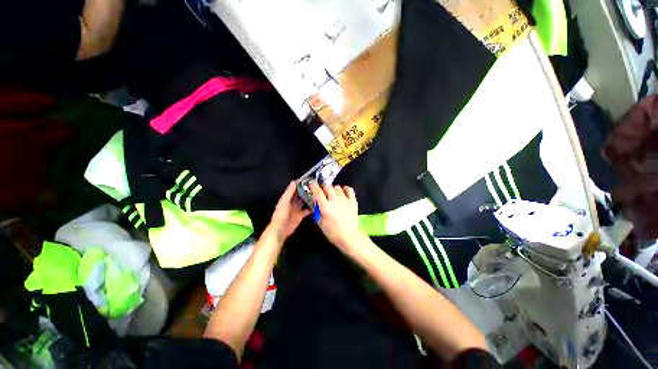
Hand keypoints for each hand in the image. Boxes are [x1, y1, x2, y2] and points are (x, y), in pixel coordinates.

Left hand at [267, 182, 311, 244]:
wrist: (280, 230)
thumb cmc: (281, 215)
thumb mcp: (284, 202)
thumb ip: (289, 192)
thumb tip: (294, 181)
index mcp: (288, 198)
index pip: (295, 188)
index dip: (301, 183)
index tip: (309, 179)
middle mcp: (293, 202)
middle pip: (301, 194)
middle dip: (307, 190)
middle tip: (316, 186)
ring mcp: (297, 209)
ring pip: (305, 201)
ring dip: (310, 198)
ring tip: (318, 194)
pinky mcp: (300, 216)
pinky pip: (307, 210)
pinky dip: (311, 208)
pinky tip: (317, 206)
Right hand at [309, 181, 363, 251]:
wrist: (349, 237)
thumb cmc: (333, 233)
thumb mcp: (321, 223)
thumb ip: (317, 212)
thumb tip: (316, 204)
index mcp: (326, 207)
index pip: (317, 192)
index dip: (313, 186)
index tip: (311, 183)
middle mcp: (335, 200)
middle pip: (327, 187)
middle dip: (323, 187)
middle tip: (322, 192)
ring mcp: (345, 200)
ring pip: (337, 187)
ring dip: (333, 189)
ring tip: (333, 194)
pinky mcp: (353, 201)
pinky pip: (349, 189)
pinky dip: (344, 189)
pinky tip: (342, 192)